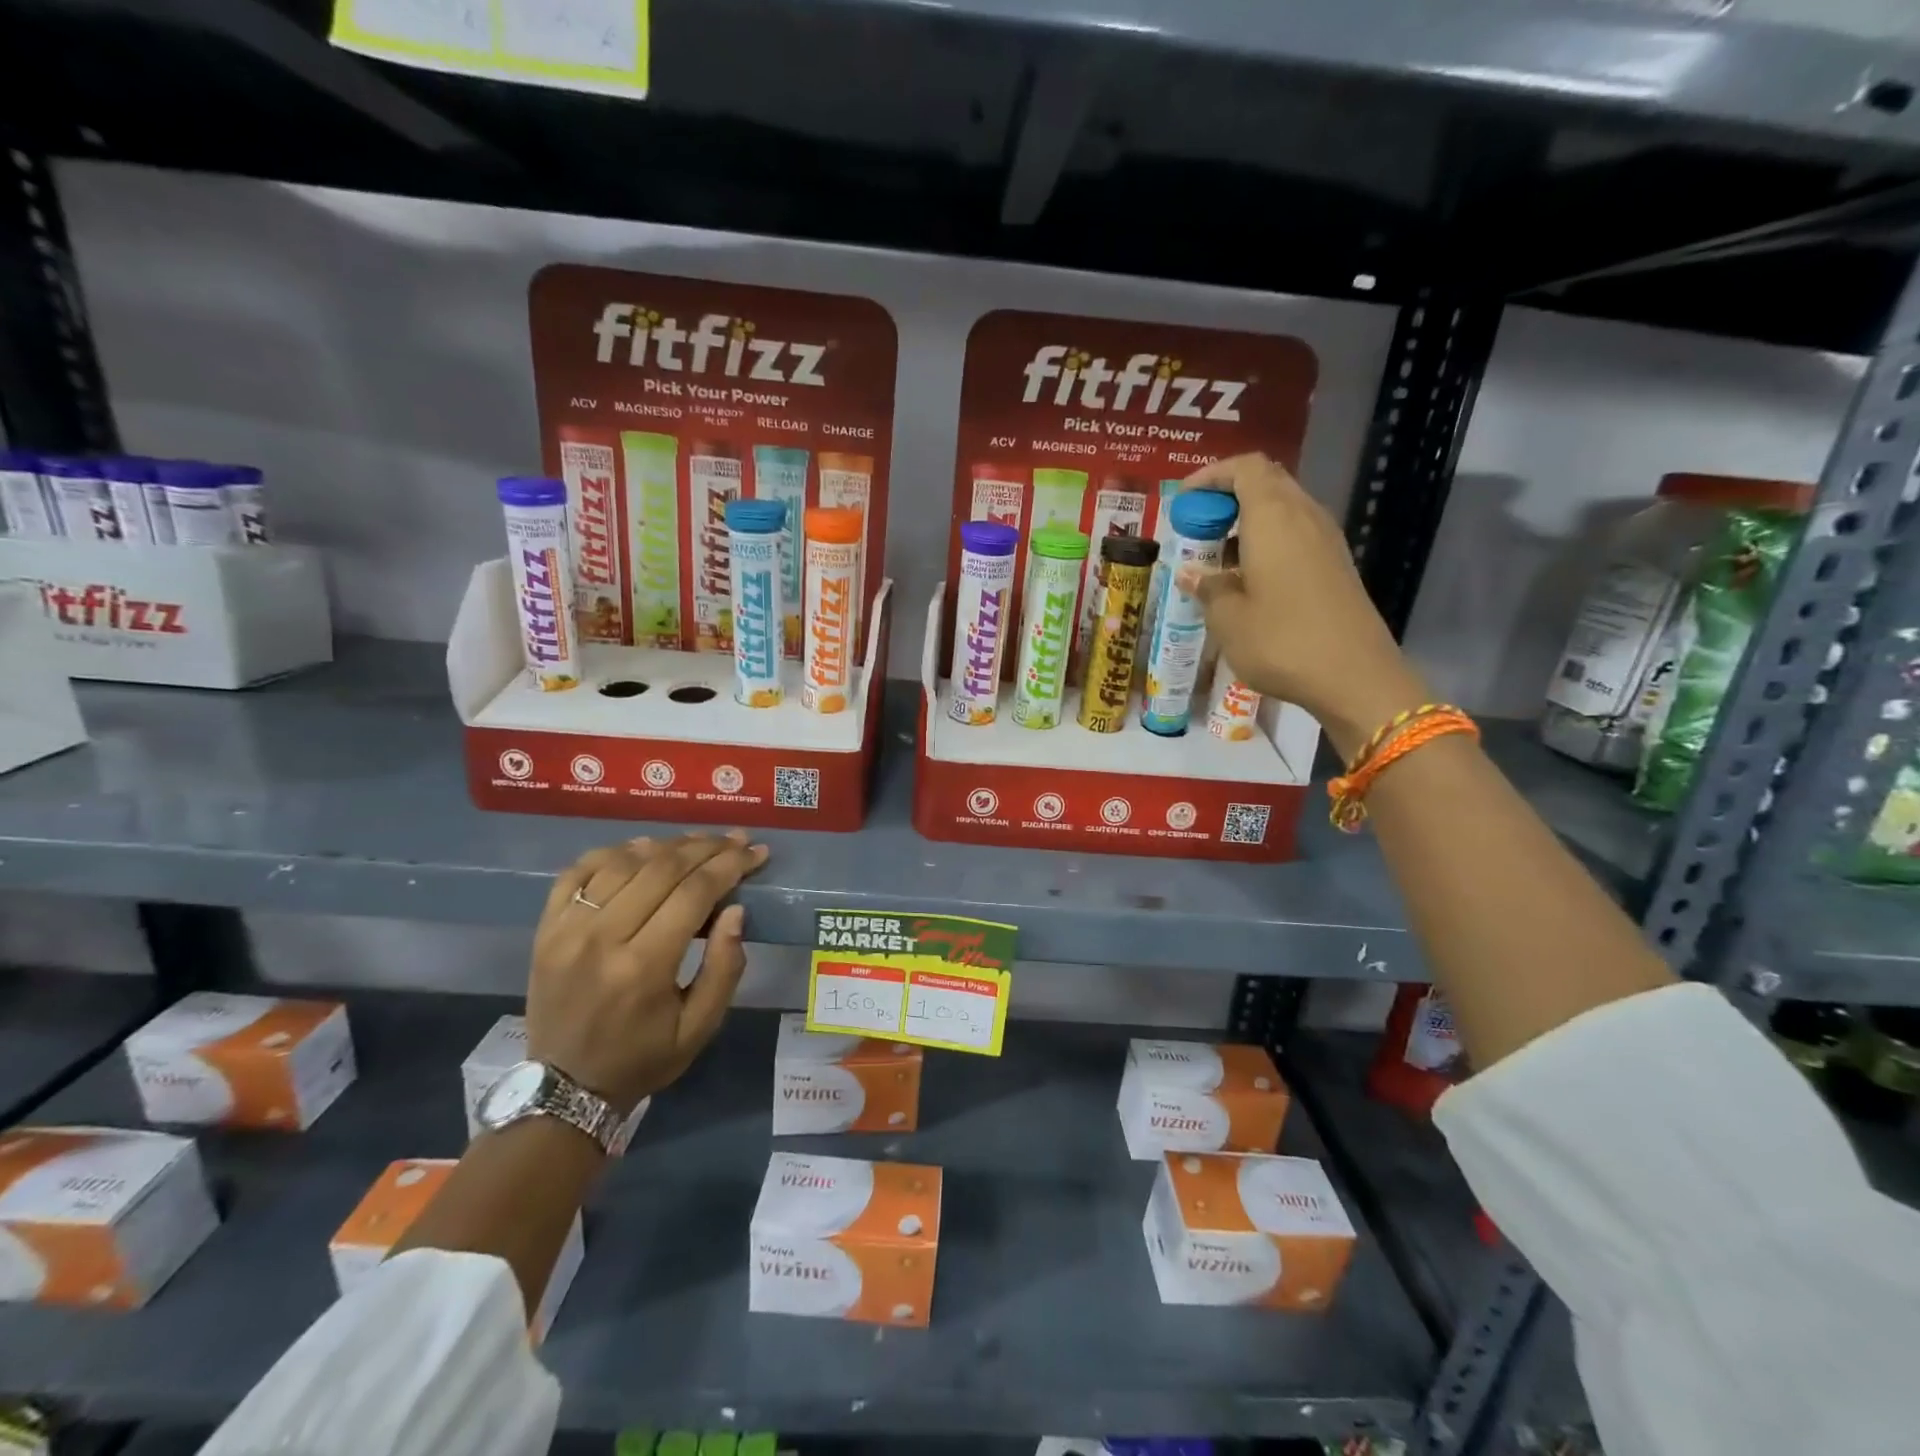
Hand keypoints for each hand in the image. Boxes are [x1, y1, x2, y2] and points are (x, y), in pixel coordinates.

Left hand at [526, 831, 767, 1113]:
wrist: (564, 1088)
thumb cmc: (642, 1058)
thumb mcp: (699, 1028)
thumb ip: (724, 968)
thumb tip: (736, 910)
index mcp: (644, 967)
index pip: (694, 893)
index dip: (730, 865)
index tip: (756, 852)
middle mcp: (602, 938)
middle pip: (662, 868)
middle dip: (707, 848)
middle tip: (736, 839)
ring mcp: (567, 930)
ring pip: (623, 862)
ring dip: (666, 844)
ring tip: (698, 842)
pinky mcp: (546, 928)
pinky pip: (578, 871)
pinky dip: (613, 852)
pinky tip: (641, 849)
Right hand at [1175, 454, 1430, 760]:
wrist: (1354, 677)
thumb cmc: (1282, 641)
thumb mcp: (1228, 619)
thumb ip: (1207, 587)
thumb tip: (1191, 573)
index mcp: (1274, 517)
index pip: (1245, 468)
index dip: (1211, 475)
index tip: (1182, 500)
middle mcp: (1304, 517)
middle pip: (1266, 483)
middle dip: (1227, 497)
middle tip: (1196, 528)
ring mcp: (1326, 540)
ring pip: (1282, 509)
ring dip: (1246, 522)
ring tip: (1215, 556)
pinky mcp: (1335, 565)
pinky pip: (1295, 535)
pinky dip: (1266, 542)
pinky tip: (1246, 579)